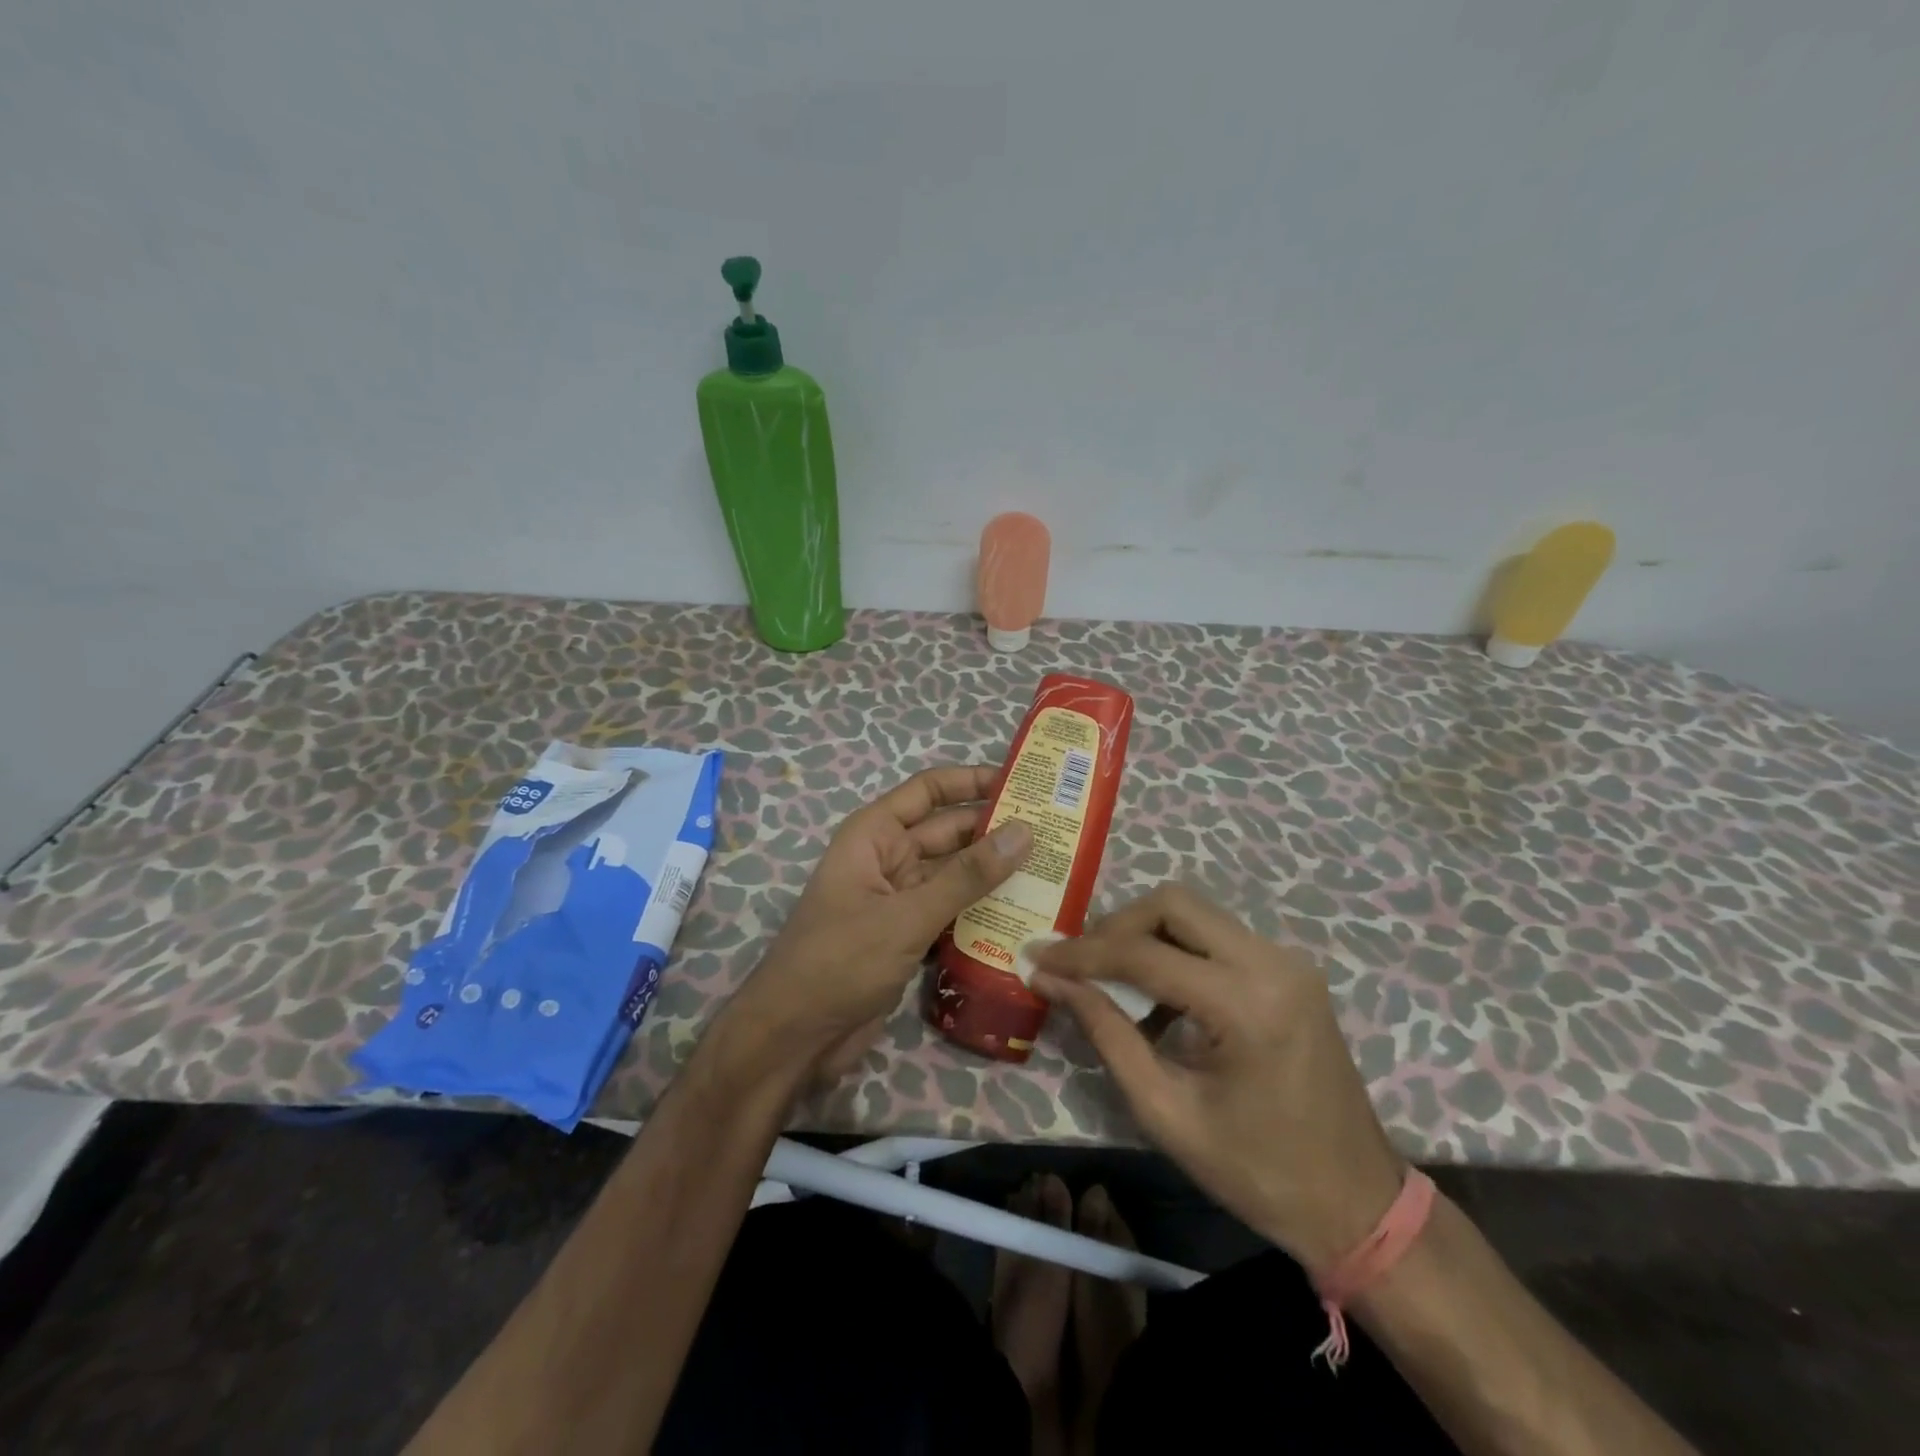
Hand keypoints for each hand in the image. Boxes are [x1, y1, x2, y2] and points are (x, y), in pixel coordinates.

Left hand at [727, 766, 1032, 1080]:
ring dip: (995, 876)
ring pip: (955, 875)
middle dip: (996, 832)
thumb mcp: (908, 915)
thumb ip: (967, 876)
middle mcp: (888, 858)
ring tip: (1054, 872)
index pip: (929, 791)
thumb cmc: (841, 961)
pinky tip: (1026, 917)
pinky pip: (953, 912)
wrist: (795, 1037)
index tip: (1024, 783)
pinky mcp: (910, 936)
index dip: (972, 780)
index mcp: (875, 835)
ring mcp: (900, 899)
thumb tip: (1024, 831)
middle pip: (950, 833)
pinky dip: (982, 913)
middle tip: (1057, 833)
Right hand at [1032, 885, 1405, 1271]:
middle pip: (1174, 904)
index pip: (1145, 954)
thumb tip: (1050, 980)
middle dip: (1116, 926)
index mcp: (1246, 1005)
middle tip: (1079, 963)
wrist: (1358, 1204)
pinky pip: (1217, 937)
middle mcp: (1272, 963)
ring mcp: (1287, 961)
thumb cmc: (1258, 1172)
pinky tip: (1158, 996)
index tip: (1036, 956)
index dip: (1083, 953)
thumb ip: (1106, 1034)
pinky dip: (1177, 950)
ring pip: (1196, 913)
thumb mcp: (1166, 1112)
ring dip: (1145, 934)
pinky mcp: (1290, 970)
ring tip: (1108, 977)